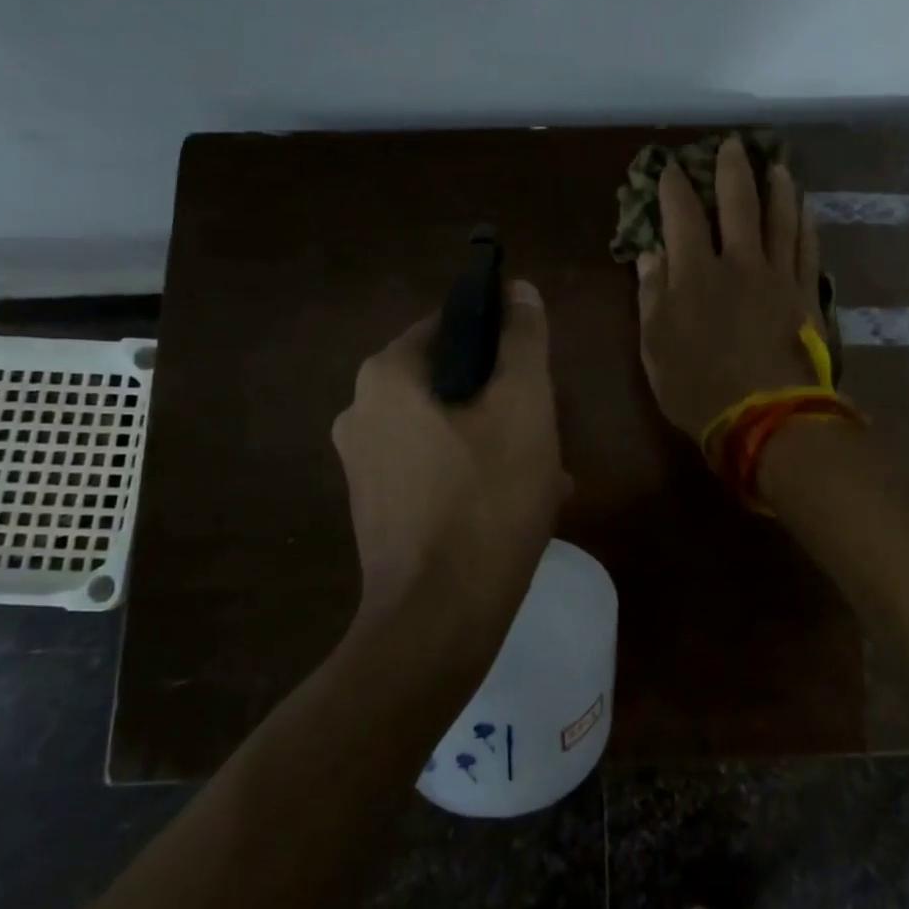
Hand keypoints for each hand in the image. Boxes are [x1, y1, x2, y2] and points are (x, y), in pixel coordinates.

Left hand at [331, 281, 569, 626]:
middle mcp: (361, 411)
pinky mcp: (375, 506)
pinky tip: (514, 502)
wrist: (438, 619)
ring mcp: (363, 463)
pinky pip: (432, 466)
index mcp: (387, 375)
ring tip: (545, 471)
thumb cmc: (487, 498)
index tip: (538, 367)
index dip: (501, 334)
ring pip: (446, 426)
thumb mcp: (523, 406)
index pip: (451, 323)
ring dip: (495, 438)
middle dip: (502, 397)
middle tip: (547, 426)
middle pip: (450, 378)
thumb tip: (519, 290)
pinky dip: (472, 472)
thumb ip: (523, 340)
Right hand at [637, 135, 825, 438]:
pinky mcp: (805, 294)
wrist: (766, 418)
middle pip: (738, 204)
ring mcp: (778, 276)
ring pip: (780, 218)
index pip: (682, 216)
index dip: (674, 188)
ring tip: (777, 165)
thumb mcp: (655, 347)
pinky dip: (805, 223)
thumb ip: (652, 295)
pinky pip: (807, 248)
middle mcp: (739, 262)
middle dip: (732, 170)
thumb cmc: (698, 387)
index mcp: (695, 273)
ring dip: (778, 187)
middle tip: (732, 144)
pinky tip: (805, 207)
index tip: (670, 168)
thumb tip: (650, 254)